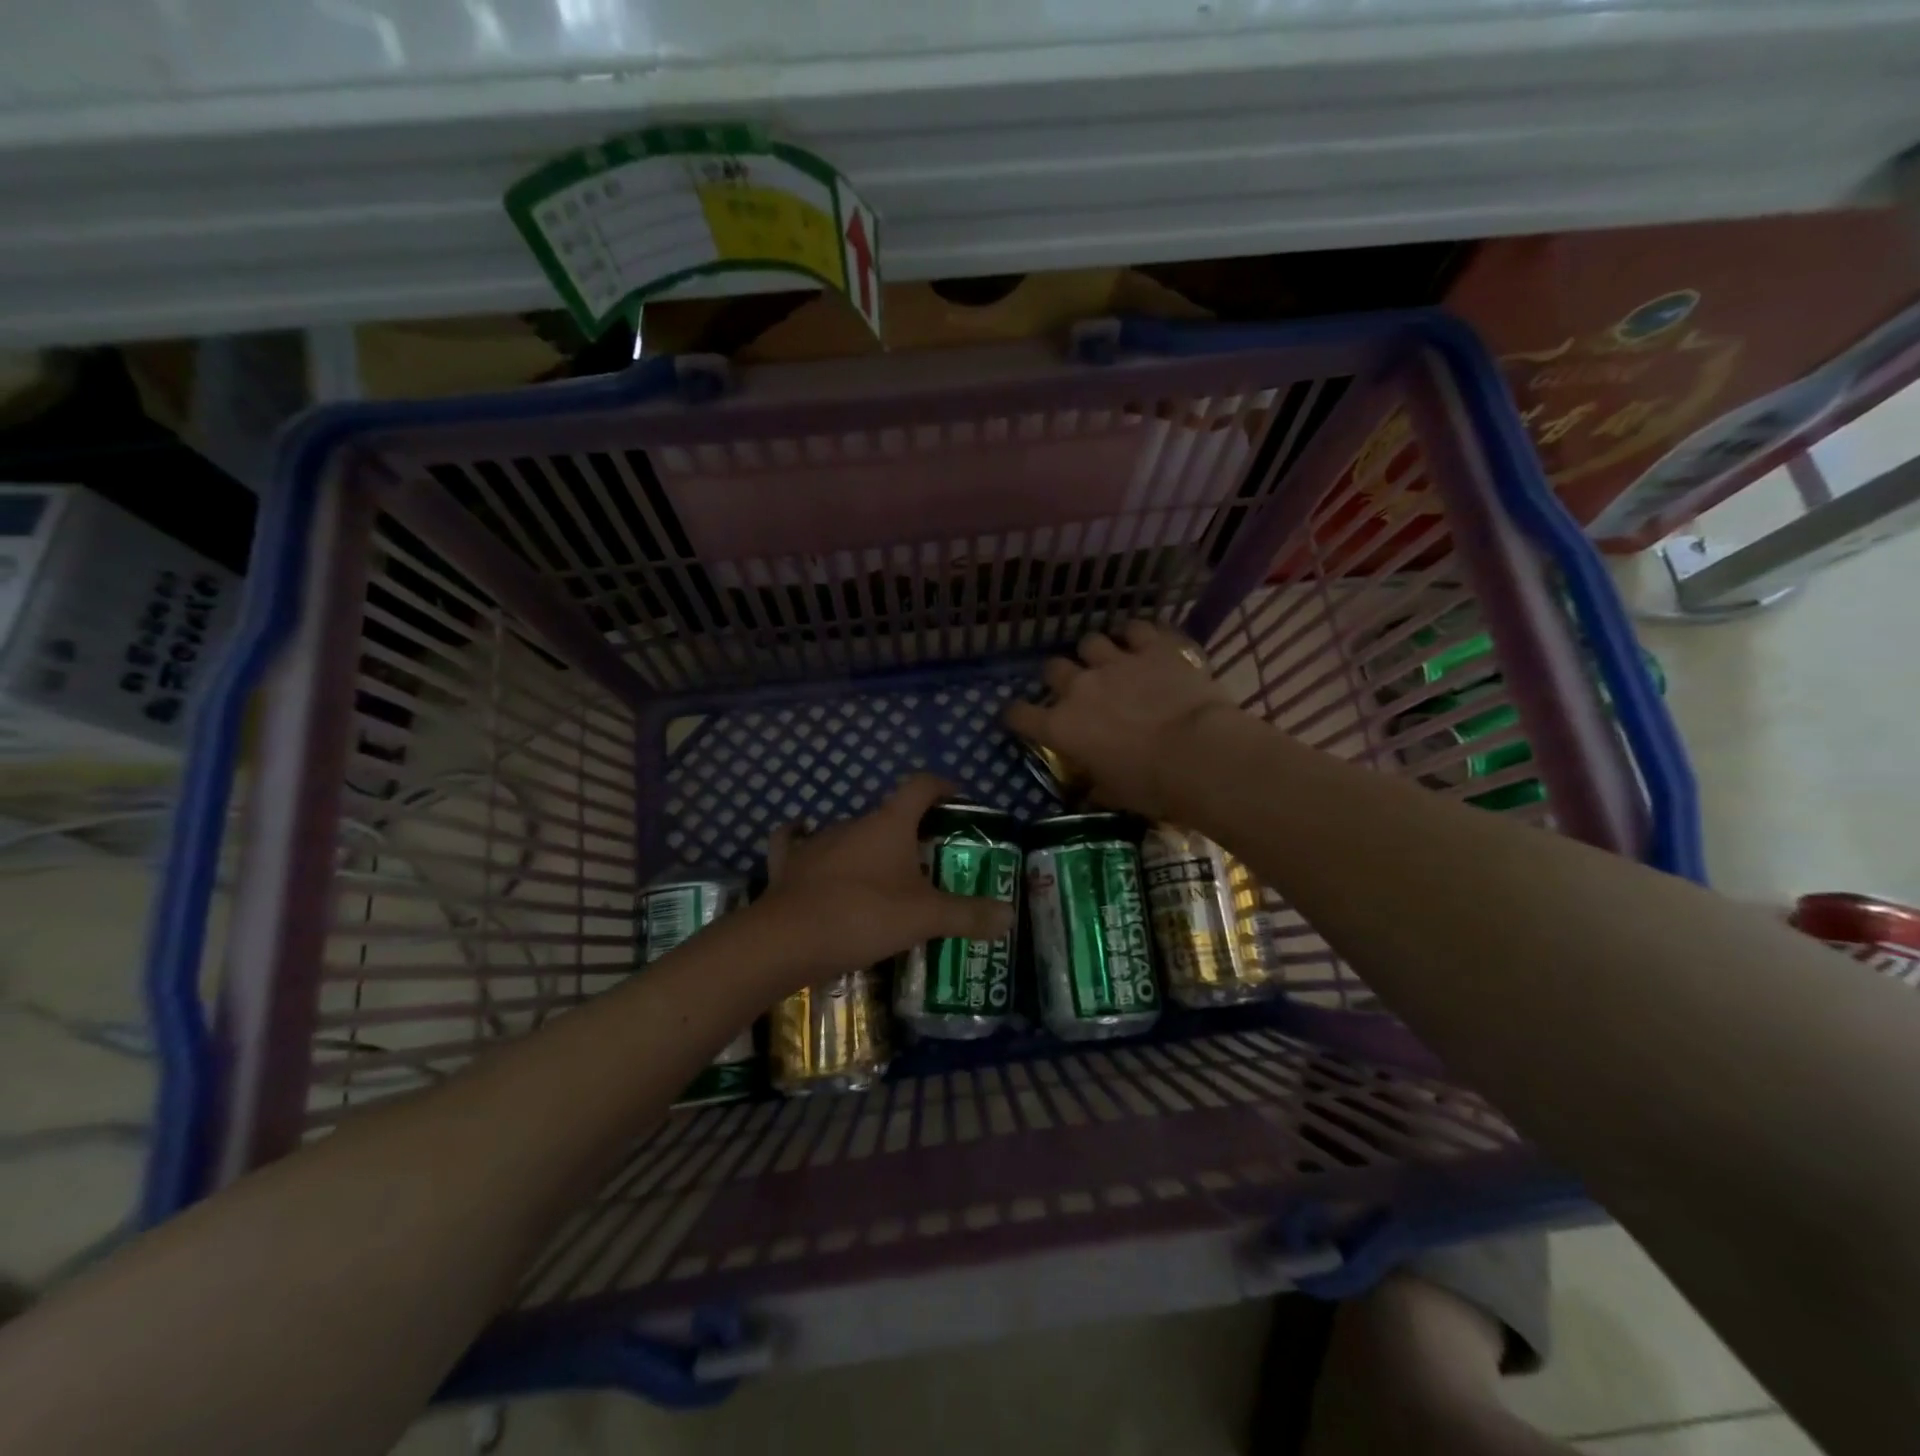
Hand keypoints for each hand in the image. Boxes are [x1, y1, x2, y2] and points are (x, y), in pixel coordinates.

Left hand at [755, 774, 1013, 982]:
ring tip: (882, 877)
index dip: (942, 786)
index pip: (920, 786)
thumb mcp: (924, 918)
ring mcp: (815, 842)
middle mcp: (852, 823)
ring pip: (849, 833)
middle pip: (887, 814)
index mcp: (888, 823)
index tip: (957, 799)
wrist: (786, 940)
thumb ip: (968, 915)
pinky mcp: (787, 864)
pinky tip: (806, 847)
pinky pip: (795, 843)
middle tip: (927, 860)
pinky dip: (803, 842)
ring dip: (867, 847)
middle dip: (909, 831)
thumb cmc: (863, 916)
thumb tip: (1009, 916)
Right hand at [1004, 621, 1237, 818]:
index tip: (1020, 719)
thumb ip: (1095, 787)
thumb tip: (1090, 792)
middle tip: (1077, 690)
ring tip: (1110, 662)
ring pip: (1090, 641)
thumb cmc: (1151, 785)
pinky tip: (1142, 643)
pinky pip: (1136, 628)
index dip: (1015, 715)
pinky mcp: (1152, 649)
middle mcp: (1079, 688)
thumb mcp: (1114, 795)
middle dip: (1060, 678)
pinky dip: (1136, 635)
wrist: (1198, 754)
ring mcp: (1115, 663)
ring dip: (1096, 653)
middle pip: (1053, 668)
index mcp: (1061, 727)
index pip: (1018, 714)